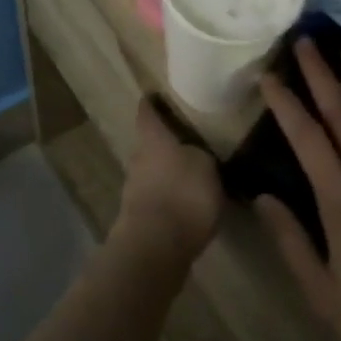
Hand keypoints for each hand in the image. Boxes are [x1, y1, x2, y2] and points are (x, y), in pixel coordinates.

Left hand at [116, 97, 223, 264]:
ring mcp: (135, 187)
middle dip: (165, 142)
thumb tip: (196, 154)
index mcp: (152, 138)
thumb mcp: (205, 166)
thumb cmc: (183, 193)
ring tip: (191, 176)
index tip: (156, 95)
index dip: (152, 103)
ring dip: (167, 173)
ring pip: (152, 171)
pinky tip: (186, 205)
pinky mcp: (140, 215)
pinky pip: (157, 197)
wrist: (156, 244)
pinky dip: (169, 197)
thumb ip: (201, 155)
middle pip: (149, 143)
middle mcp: (138, 157)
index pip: (147, 112)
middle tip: (187, 141)